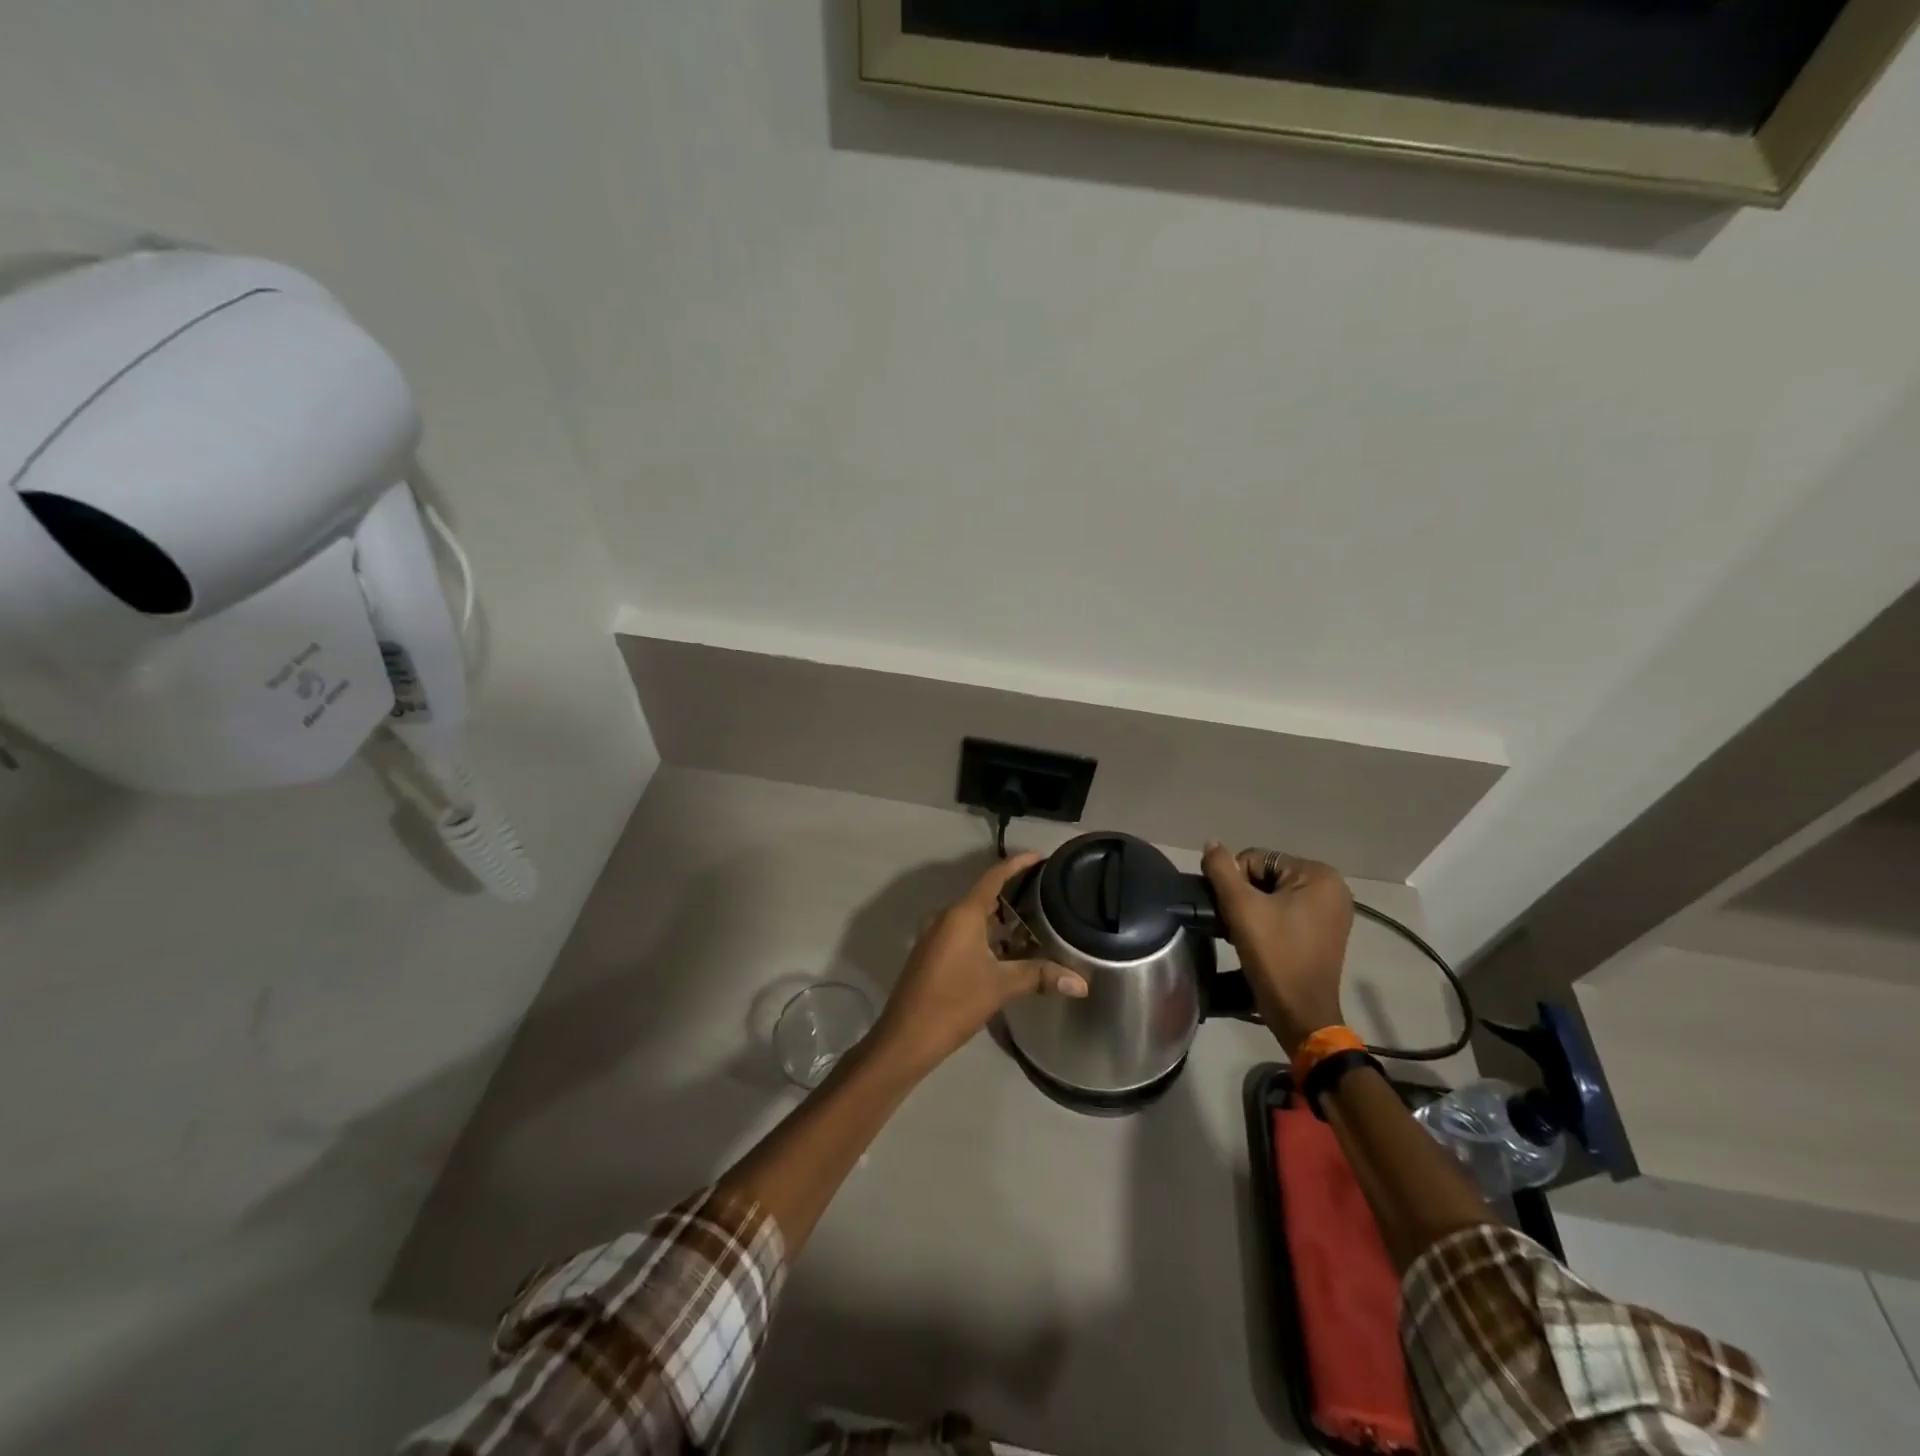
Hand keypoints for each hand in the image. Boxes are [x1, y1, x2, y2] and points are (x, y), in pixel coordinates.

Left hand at [873, 853, 1086, 1074]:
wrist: (906, 1037)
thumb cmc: (954, 1003)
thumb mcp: (1001, 987)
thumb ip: (1040, 976)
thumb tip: (1081, 983)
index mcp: (962, 914)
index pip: (993, 876)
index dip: (1018, 863)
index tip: (1041, 856)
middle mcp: (946, 916)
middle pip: (983, 894)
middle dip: (1013, 892)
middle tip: (1045, 892)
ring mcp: (936, 935)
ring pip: (973, 916)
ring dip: (1000, 917)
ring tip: (1033, 920)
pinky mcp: (932, 953)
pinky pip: (964, 932)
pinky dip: (986, 934)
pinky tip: (1007, 950)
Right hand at [1201, 843, 1352, 1055]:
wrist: (1301, 1014)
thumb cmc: (1275, 957)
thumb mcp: (1241, 908)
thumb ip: (1221, 870)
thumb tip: (1211, 842)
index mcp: (1318, 875)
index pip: (1257, 858)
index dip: (1236, 882)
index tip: (1233, 912)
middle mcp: (1332, 887)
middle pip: (1266, 874)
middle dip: (1246, 896)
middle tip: (1237, 925)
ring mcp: (1332, 910)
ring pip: (1274, 893)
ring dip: (1254, 909)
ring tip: (1246, 934)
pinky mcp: (1325, 930)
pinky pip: (1287, 910)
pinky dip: (1269, 920)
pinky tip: (1260, 940)